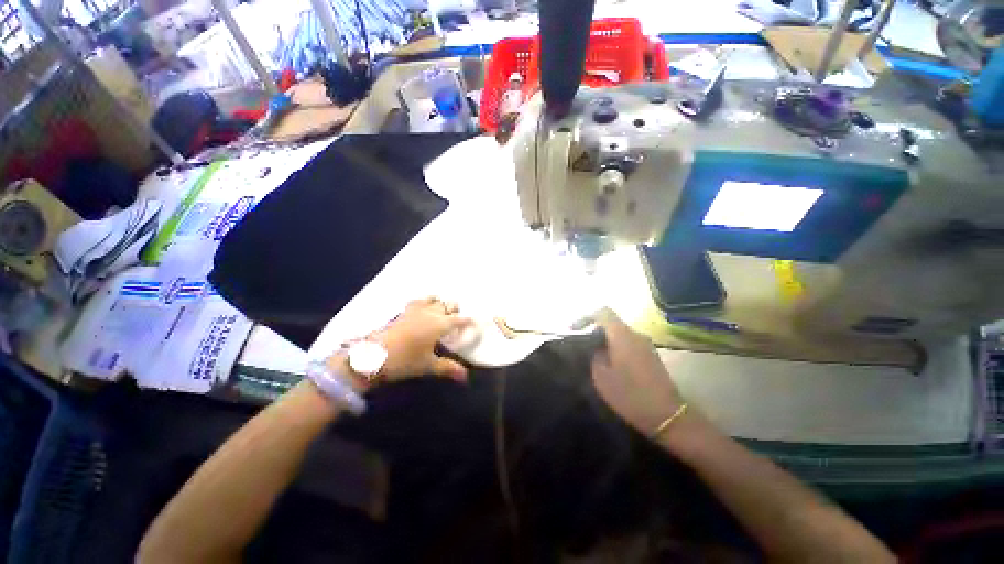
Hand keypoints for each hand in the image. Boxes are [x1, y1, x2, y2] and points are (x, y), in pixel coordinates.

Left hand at [372, 297, 471, 382]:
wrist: (374, 356)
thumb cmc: (406, 360)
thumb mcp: (428, 366)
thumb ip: (448, 368)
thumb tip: (465, 377)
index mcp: (440, 324)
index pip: (460, 319)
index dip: (468, 321)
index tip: (474, 323)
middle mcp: (431, 313)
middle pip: (448, 305)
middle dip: (455, 310)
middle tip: (457, 321)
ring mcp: (416, 310)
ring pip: (434, 299)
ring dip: (440, 303)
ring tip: (442, 312)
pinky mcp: (404, 311)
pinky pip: (419, 300)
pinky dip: (425, 301)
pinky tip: (423, 308)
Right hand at [591, 309, 685, 435]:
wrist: (666, 416)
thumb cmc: (629, 394)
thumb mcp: (601, 376)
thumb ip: (595, 354)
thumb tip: (594, 346)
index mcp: (622, 335)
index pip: (602, 312)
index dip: (586, 317)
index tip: (574, 330)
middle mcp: (636, 334)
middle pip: (611, 322)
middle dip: (595, 330)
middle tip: (582, 346)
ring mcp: (646, 344)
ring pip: (620, 334)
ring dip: (606, 341)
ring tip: (595, 357)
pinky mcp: (651, 355)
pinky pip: (629, 343)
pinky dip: (617, 348)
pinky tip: (611, 365)